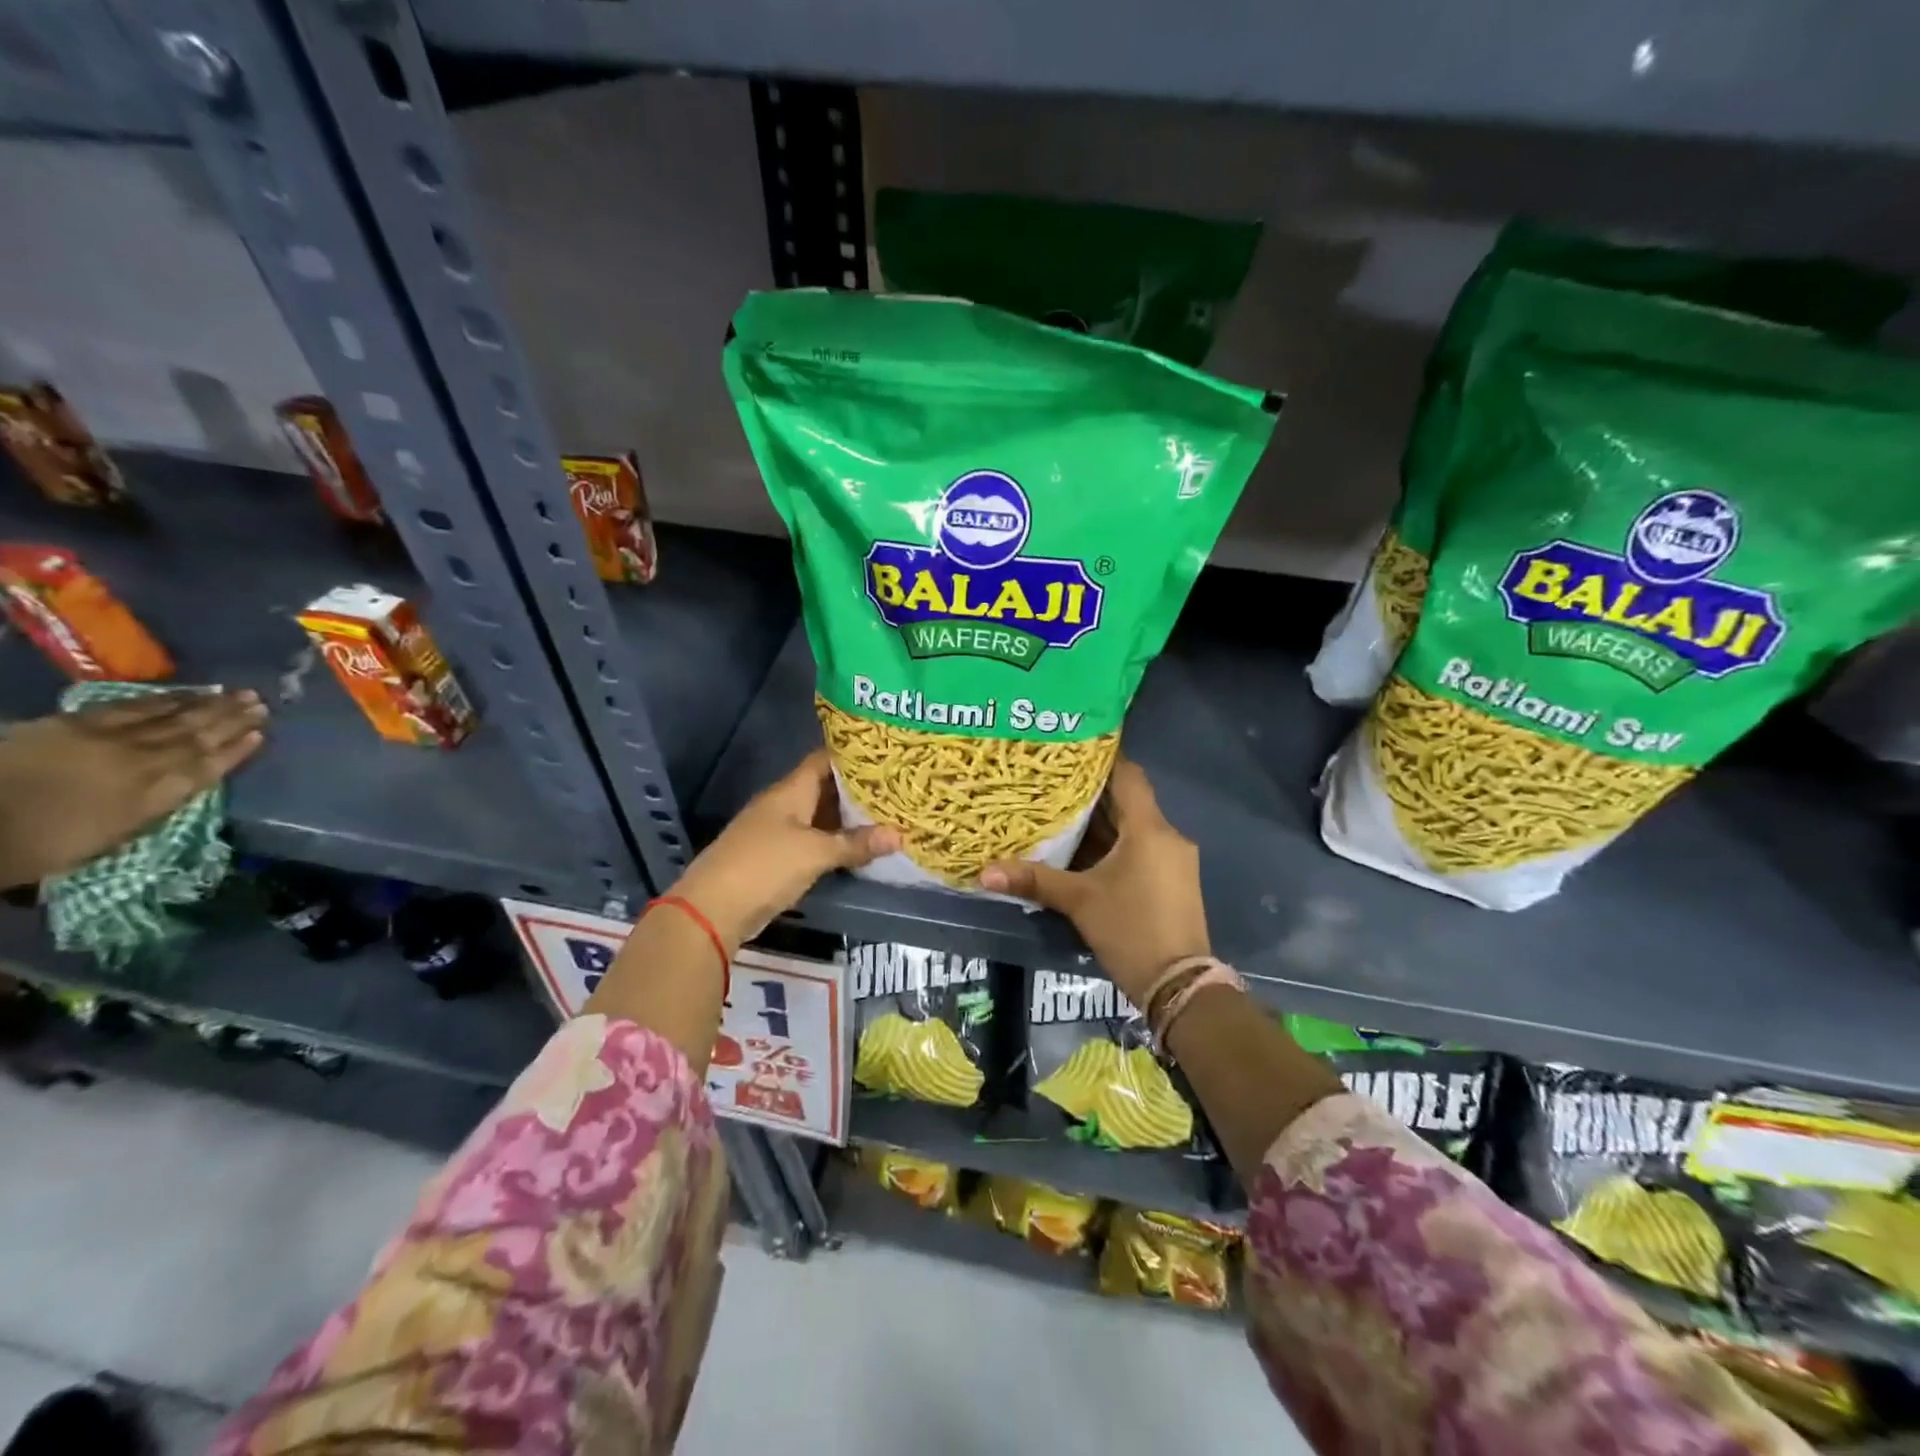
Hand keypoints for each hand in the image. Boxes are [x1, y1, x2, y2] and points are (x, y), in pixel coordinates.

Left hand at [0, 690, 267, 885]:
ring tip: (236, 693)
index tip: (261, 735)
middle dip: (230, 720)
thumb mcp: (107, 838)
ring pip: (170, 718)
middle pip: (193, 738)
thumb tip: (186, 784)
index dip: (234, 752)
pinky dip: (163, 699)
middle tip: (260, 703)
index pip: (204, 769)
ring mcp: (106, 740)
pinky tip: (184, 693)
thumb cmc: (40, 844)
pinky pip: (130, 707)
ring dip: (207, 705)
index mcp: (150, 797)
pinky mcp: (75, 724)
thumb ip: (152, 807)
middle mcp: (138, 764)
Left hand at [672, 750, 897, 951]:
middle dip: (858, 789)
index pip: (824, 760)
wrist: (712, 909)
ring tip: (887, 814)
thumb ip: (856, 844)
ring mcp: (778, 831)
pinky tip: (860, 847)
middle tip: (897, 788)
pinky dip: (835, 841)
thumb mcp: (815, 853)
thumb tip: (900, 834)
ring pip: (820, 816)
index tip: (887, 754)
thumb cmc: (764, 866)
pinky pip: (813, 840)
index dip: (854, 755)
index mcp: (790, 790)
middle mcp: (784, 804)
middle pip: (825, 788)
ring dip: (848, 818)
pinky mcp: (777, 857)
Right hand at [980, 758, 1207, 1004]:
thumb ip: (1034, 880)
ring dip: (1102, 821)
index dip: (1102, 758)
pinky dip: (1114, 843)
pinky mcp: (1173, 880)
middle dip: (1092, 792)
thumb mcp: (1078, 901)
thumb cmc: (1130, 930)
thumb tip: (983, 871)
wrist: (1178, 985)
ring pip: (1134, 827)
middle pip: (1128, 801)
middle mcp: (1167, 836)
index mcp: (1149, 829)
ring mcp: (1174, 859)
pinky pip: (1141, 847)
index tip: (1070, 748)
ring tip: (1060, 811)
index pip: (1128, 775)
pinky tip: (1084, 850)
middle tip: (1052, 781)